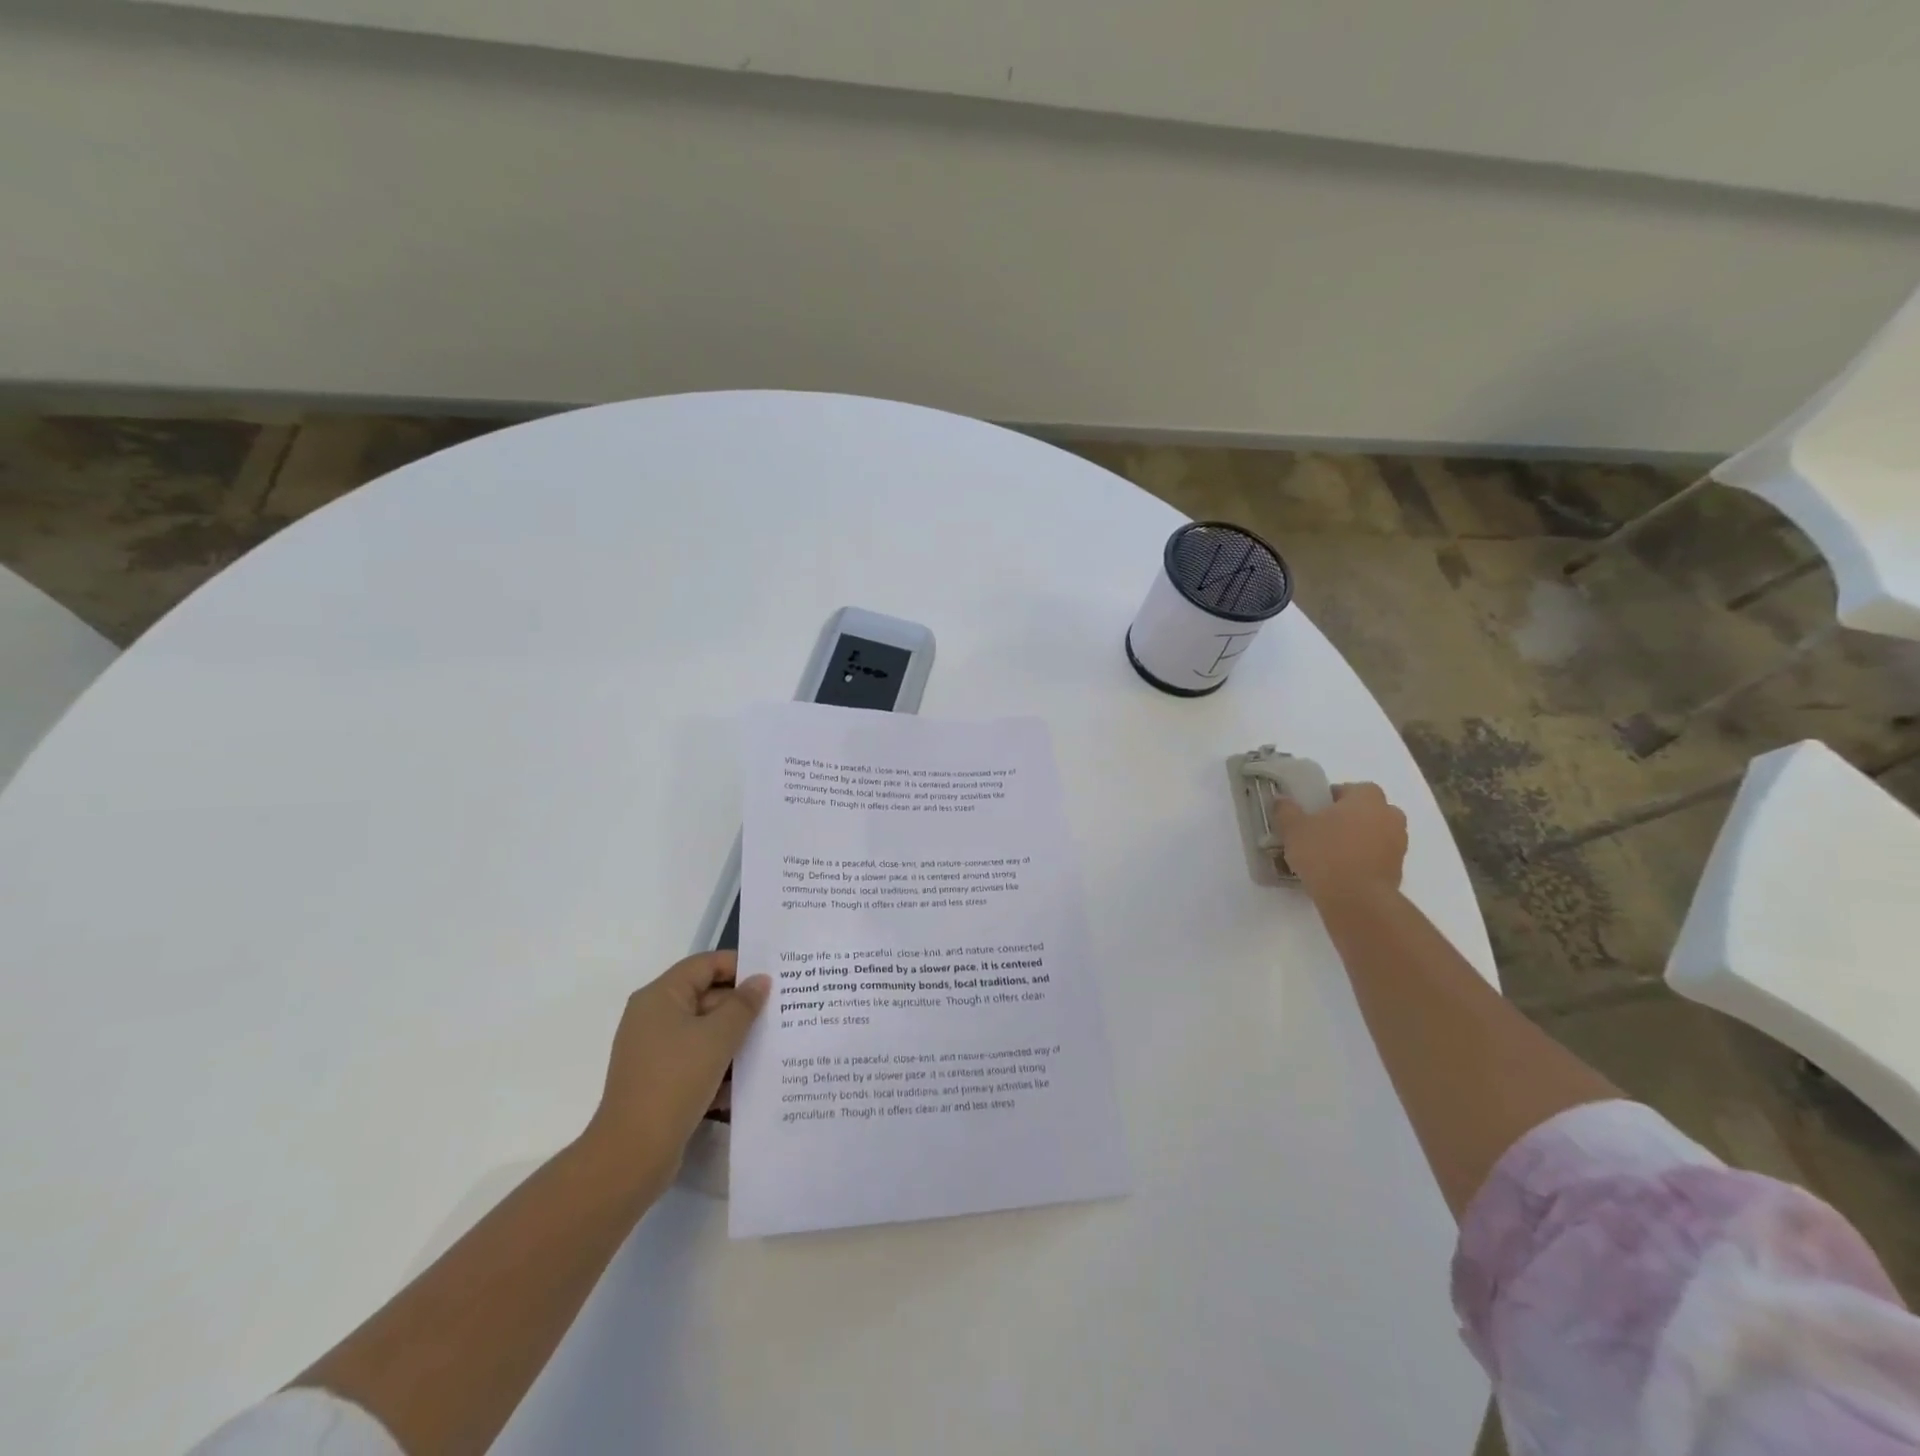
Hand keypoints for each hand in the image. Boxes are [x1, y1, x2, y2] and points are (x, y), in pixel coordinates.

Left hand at [580, 951, 770, 1194]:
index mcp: (661, 996)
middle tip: (780, 1013)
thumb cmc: (675, 1081)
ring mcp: (654, 1050)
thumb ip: (744, 1005)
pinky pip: (696, 1059)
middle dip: (742, 1006)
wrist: (632, 1153)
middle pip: (706, 996)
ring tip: (771, 1045)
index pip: (705, 964)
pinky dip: (719, 1064)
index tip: (773, 979)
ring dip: (734, 1038)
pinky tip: (746, 1080)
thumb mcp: (718, 1037)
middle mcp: (653, 1017)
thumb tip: (760, 980)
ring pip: (704, 1031)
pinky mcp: (659, 1080)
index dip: (740, 966)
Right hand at [1273, 782, 1407, 903]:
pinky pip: (1377, 856)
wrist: (1356, 899)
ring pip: (1374, 834)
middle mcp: (1389, 815)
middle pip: (1365, 811)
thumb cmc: (1325, 853)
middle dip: (1347, 818)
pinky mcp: (1398, 869)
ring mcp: (1398, 843)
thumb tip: (1282, 800)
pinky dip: (1363, 860)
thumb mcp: (1294, 829)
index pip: (1349, 789)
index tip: (1313, 813)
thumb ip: (1286, 810)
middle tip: (1322, 831)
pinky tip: (1340, 872)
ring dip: (1356, 839)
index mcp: (1367, 797)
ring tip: (1329, 854)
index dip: (1330, 799)